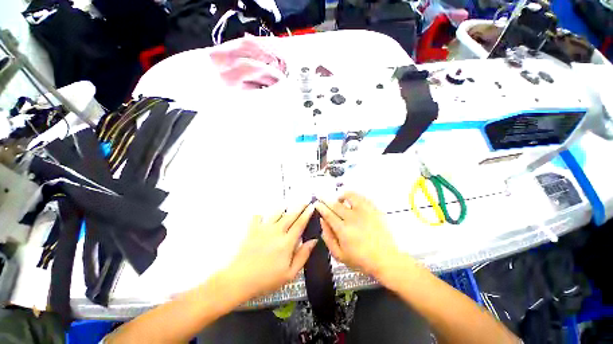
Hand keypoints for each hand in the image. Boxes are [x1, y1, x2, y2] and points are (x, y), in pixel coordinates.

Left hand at [224, 204, 316, 299]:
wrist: (239, 280)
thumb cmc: (265, 280)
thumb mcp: (290, 273)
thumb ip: (303, 255)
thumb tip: (313, 241)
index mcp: (286, 242)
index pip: (300, 224)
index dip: (307, 214)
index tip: (312, 207)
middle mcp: (276, 232)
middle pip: (290, 215)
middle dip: (299, 207)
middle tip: (305, 202)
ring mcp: (263, 229)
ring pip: (276, 213)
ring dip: (284, 208)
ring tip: (288, 205)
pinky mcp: (252, 230)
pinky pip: (258, 217)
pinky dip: (261, 215)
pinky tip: (263, 216)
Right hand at [315, 192, 405, 278]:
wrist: (387, 259)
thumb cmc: (362, 260)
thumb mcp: (340, 255)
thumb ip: (328, 238)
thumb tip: (323, 222)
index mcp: (343, 230)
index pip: (328, 213)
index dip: (321, 207)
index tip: (317, 203)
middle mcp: (352, 218)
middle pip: (335, 204)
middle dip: (326, 199)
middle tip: (323, 197)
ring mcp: (364, 212)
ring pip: (349, 196)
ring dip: (341, 195)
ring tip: (340, 198)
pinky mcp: (374, 209)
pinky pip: (362, 197)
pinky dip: (355, 196)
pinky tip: (353, 200)